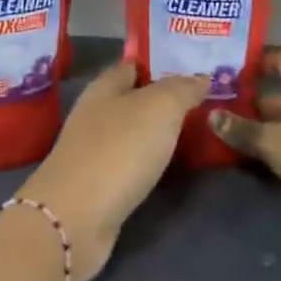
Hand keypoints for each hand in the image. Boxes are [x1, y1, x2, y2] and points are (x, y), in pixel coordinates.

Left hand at [18, 64, 207, 280]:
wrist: (76, 217)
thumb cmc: (119, 149)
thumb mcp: (159, 108)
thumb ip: (182, 89)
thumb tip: (201, 77)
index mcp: (105, 87)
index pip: (135, 65)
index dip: (162, 63)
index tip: (195, 69)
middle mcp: (95, 114)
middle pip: (134, 99)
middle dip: (164, 100)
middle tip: (204, 103)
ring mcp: (93, 151)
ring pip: (132, 132)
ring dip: (157, 133)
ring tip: (195, 133)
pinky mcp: (96, 185)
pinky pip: (130, 163)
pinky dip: (149, 162)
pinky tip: (168, 166)